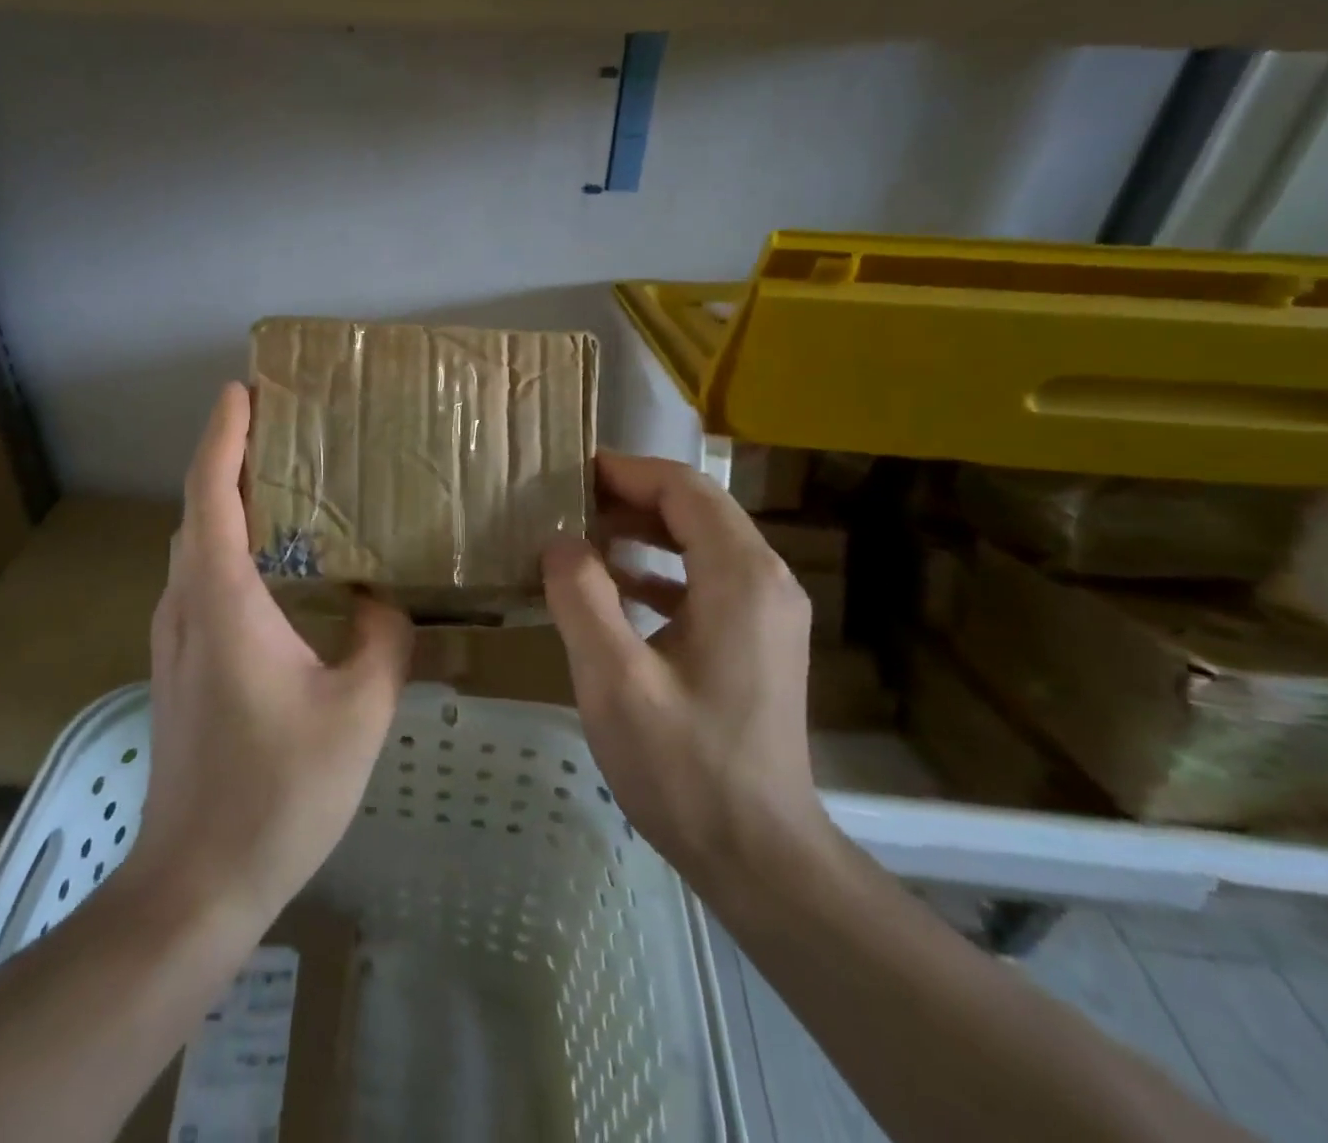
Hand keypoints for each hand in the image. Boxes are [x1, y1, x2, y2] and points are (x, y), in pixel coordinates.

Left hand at [130, 383, 412, 924]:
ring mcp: (174, 638)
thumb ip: (383, 639)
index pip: (210, 492)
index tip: (243, 389)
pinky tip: (276, 566)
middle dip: (228, 457)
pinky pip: (201, 581)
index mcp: (222, 599)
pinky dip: (229, 547)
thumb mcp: (359, 710)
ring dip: (227, 503)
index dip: (224, 434)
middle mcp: (185, 605)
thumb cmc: (279, 790)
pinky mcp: (180, 667)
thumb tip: (385, 602)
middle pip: (197, 510)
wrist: (198, 881)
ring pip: (195, 547)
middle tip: (281, 427)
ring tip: (283, 483)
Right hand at [542, 453, 831, 881]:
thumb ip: (581, 598)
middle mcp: (766, 581)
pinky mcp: (759, 641)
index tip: (570, 471)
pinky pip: (706, 580)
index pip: (684, 490)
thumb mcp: (614, 682)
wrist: (760, 855)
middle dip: (631, 497)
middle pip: (697, 509)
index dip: (626, 472)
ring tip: (582, 536)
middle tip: (566, 502)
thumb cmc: (685, 767)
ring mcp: (768, 612)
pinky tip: (615, 588)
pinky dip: (659, 571)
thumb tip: (559, 541)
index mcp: (740, 577)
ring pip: (702, 542)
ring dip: (644, 532)